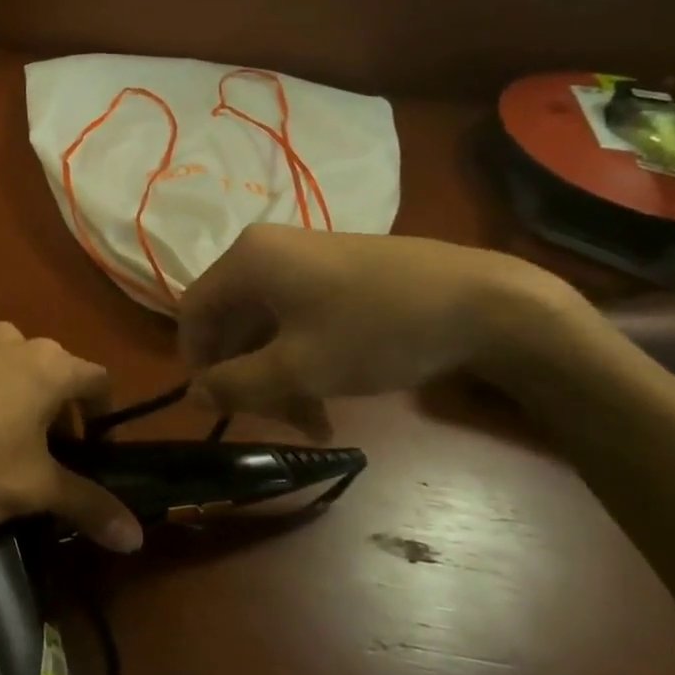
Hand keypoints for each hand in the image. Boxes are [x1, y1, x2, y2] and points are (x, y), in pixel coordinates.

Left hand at [0, 323, 143, 554]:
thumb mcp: (35, 489)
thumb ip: (89, 505)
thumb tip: (136, 538)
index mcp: (48, 362)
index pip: (99, 382)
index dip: (105, 419)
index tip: (97, 455)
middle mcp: (16, 340)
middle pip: (58, 378)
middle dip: (63, 420)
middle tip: (54, 465)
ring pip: (21, 377)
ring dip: (28, 411)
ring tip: (13, 458)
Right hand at [178, 226, 582, 435]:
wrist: (481, 301)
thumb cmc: (374, 330)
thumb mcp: (298, 367)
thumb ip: (237, 384)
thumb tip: (193, 395)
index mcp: (247, 260)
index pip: (194, 312)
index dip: (198, 362)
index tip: (218, 406)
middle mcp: (267, 252)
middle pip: (232, 321)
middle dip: (248, 377)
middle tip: (276, 421)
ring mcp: (303, 260)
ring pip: (267, 325)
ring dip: (278, 375)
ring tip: (314, 422)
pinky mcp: (335, 272)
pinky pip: (296, 317)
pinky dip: (301, 357)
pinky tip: (329, 396)